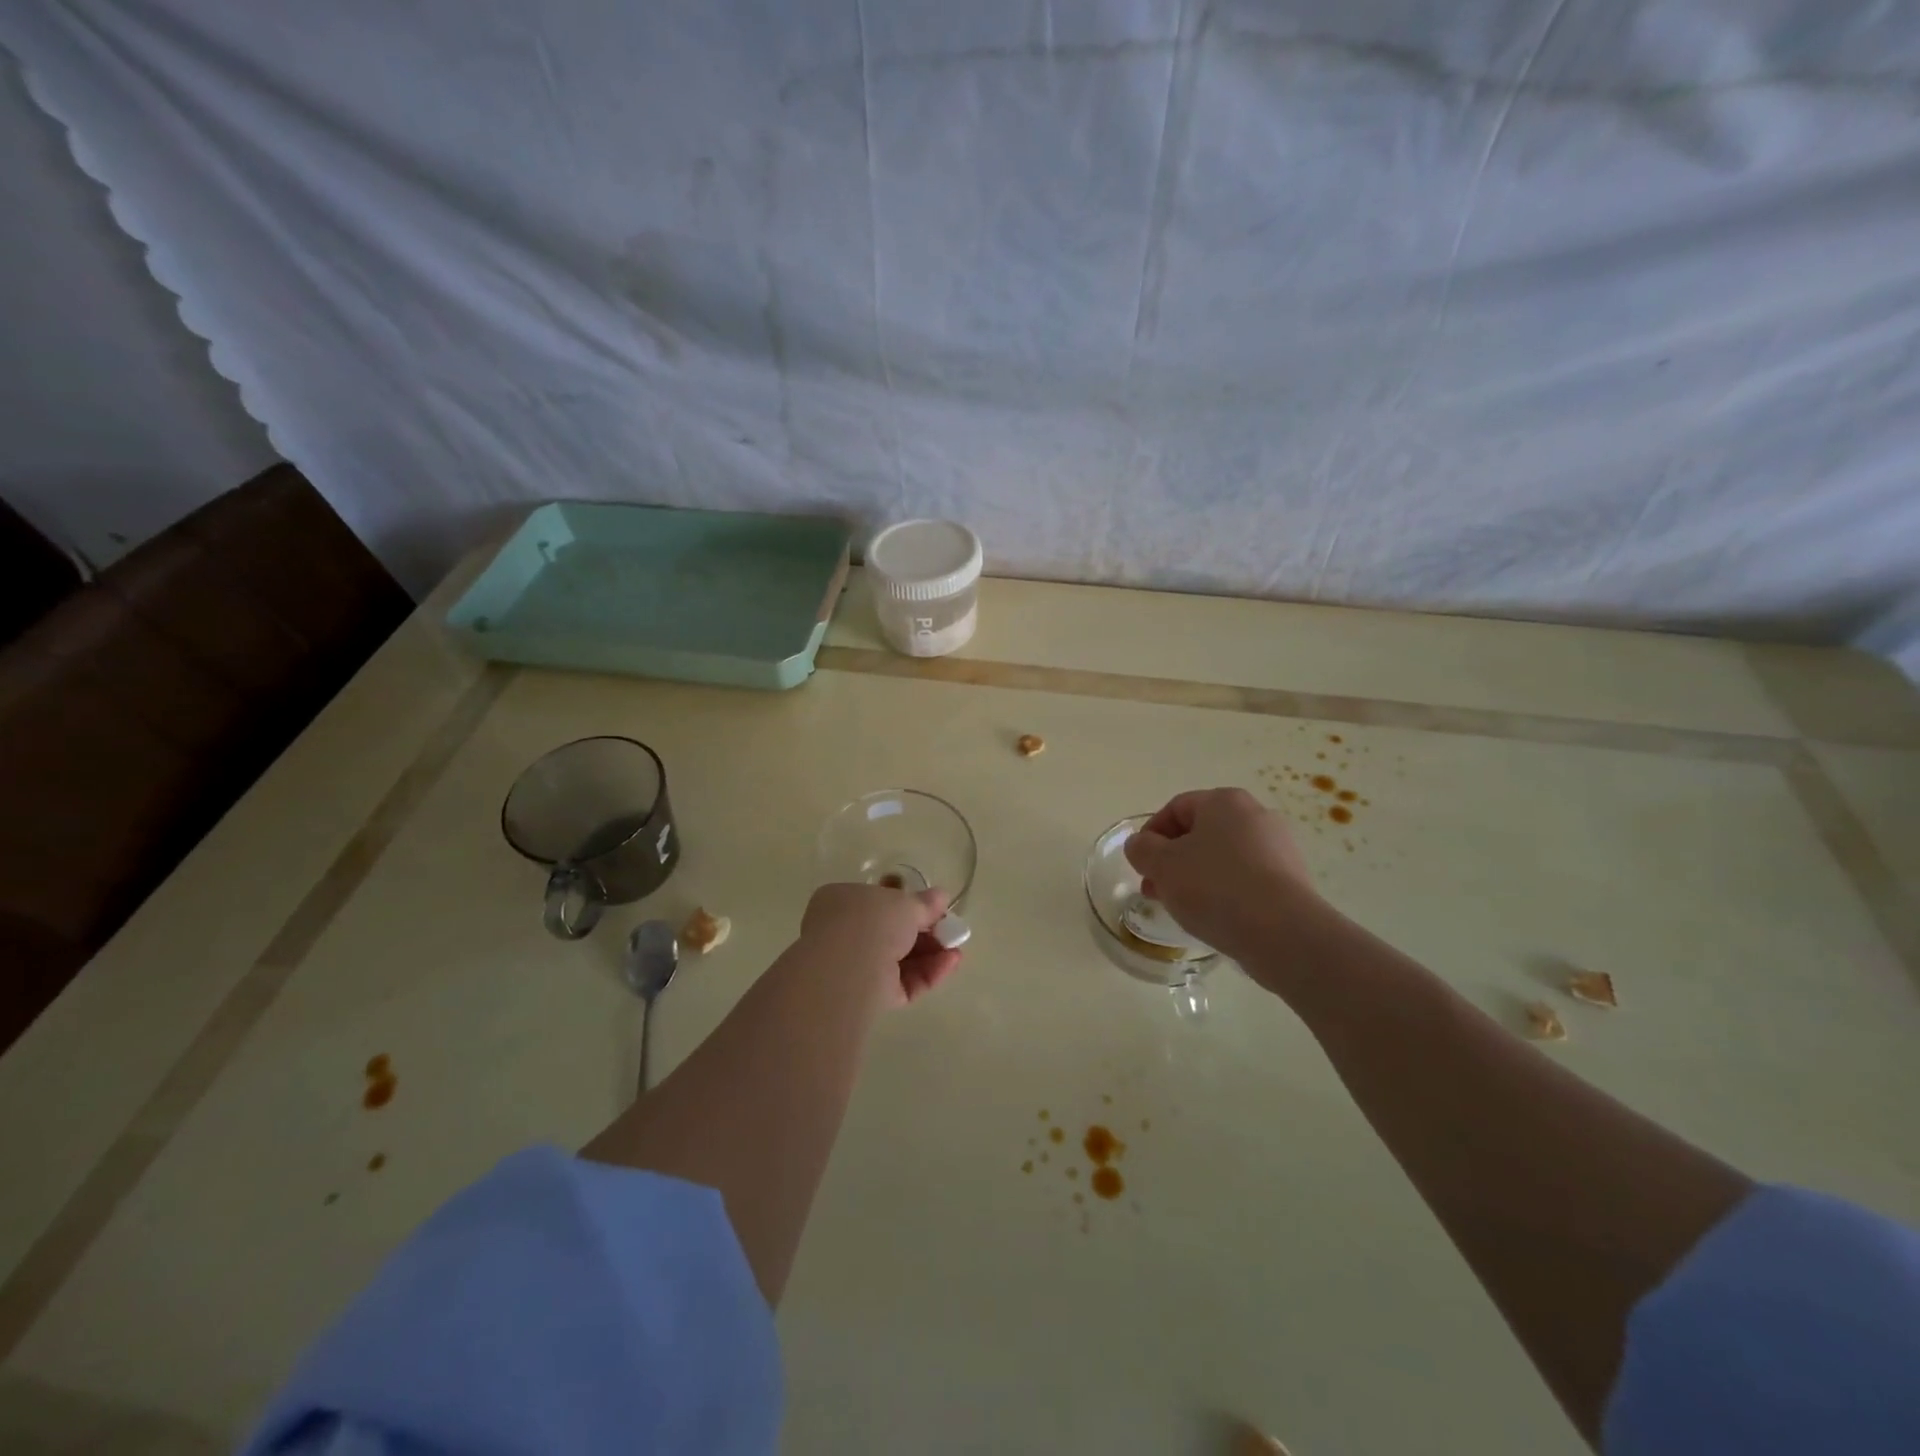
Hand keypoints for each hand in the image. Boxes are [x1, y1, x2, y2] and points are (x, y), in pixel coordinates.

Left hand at [800, 883, 963, 1007]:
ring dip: (931, 953)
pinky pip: (902, 982)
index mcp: (842, 901)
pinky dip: (928, 973)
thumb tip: (941, 896)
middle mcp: (843, 933)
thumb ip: (924, 902)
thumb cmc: (871, 920)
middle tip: (950, 930)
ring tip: (957, 950)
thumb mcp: (904, 902)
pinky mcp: (868, 996)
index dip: (906, 902)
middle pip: (891, 932)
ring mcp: (855, 967)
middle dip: (924, 932)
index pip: (876, 900)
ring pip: (899, 959)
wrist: (848, 968)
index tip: (932, 906)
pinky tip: (951, 963)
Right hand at [1123, 788, 1314, 960]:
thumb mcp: (1162, 865)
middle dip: (1171, 860)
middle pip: (1200, 833)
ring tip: (1181, 908)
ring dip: (1195, 877)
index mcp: (1224, 801)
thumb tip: (1141, 845)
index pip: (1175, 808)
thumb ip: (1142, 849)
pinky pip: (1245, 880)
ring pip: (1222, 858)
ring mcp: (1278, 848)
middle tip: (1155, 889)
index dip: (1150, 835)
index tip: (1140, 865)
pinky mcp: (1291, 881)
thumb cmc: (1215, 887)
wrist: (1283, 933)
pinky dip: (1224, 892)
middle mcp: (1255, 815)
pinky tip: (1214, 917)